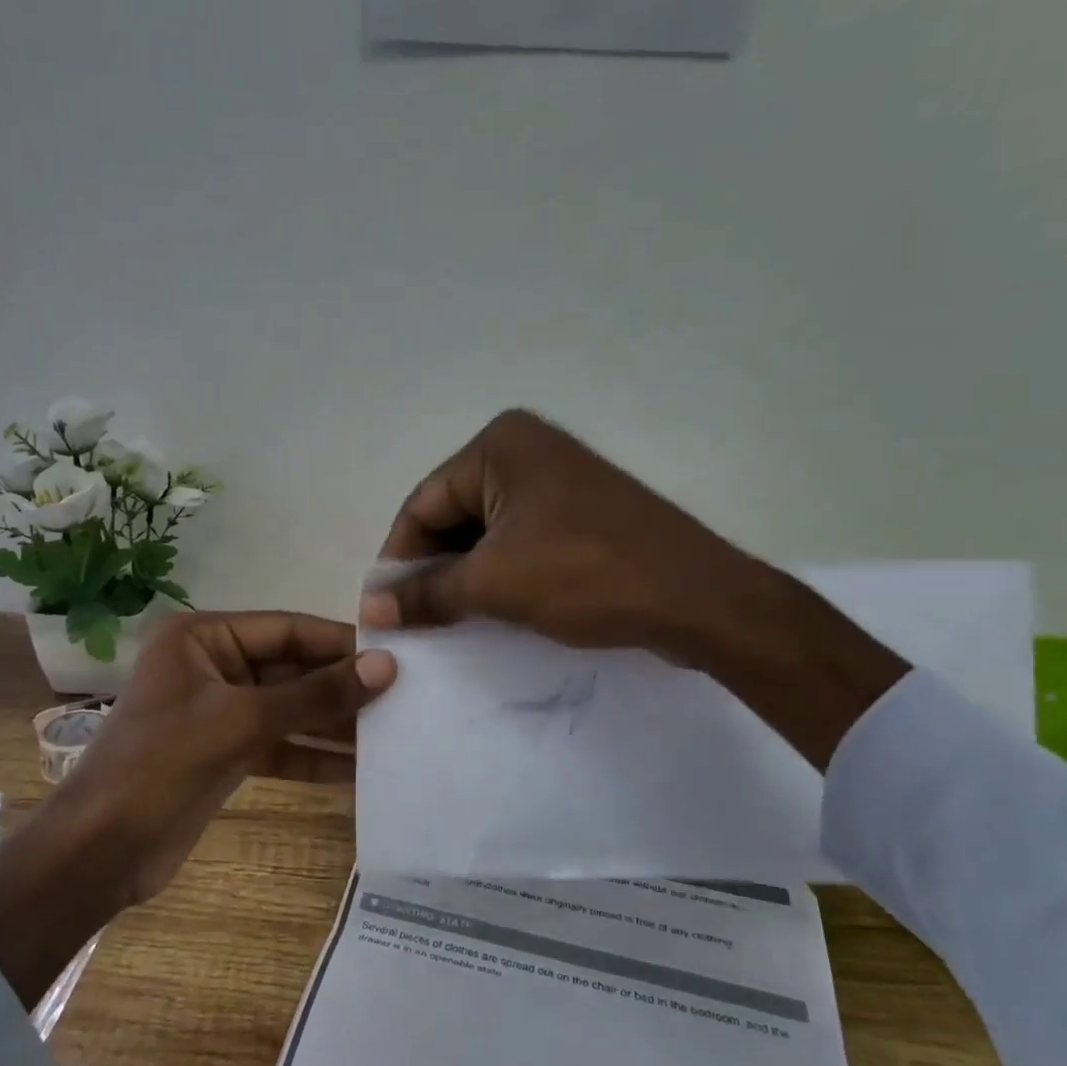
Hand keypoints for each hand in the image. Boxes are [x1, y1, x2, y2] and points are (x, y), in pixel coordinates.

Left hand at [0, 612, 395, 1006]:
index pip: (287, 628)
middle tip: (405, 698)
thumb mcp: (242, 722)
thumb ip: (315, 695)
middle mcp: (213, 665)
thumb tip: (386, 667)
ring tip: (394, 732)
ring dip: (334, 723)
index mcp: (203, 637)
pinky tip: (359, 770)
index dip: (341, 642)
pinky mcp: (226, 752)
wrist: (100, 852)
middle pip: (292, 668)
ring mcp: (220, 711)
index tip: (397, 655)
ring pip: (290, 708)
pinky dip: (313, 756)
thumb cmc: (161, 766)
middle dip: (342, 687)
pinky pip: (280, 744)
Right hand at [359, 410, 907, 769]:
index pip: (423, 504)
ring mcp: (558, 479)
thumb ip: (426, 594)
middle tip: (414, 619)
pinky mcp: (580, 511)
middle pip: (452, 514)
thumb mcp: (493, 585)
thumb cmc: (585, 575)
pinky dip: (499, 572)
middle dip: (433, 568)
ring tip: (449, 620)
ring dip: (465, 575)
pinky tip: (490, 609)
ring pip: (486, 531)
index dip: (398, 559)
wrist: (696, 598)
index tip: (381, 609)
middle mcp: (527, 449)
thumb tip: (370, 611)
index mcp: (500, 445)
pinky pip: (519, 538)